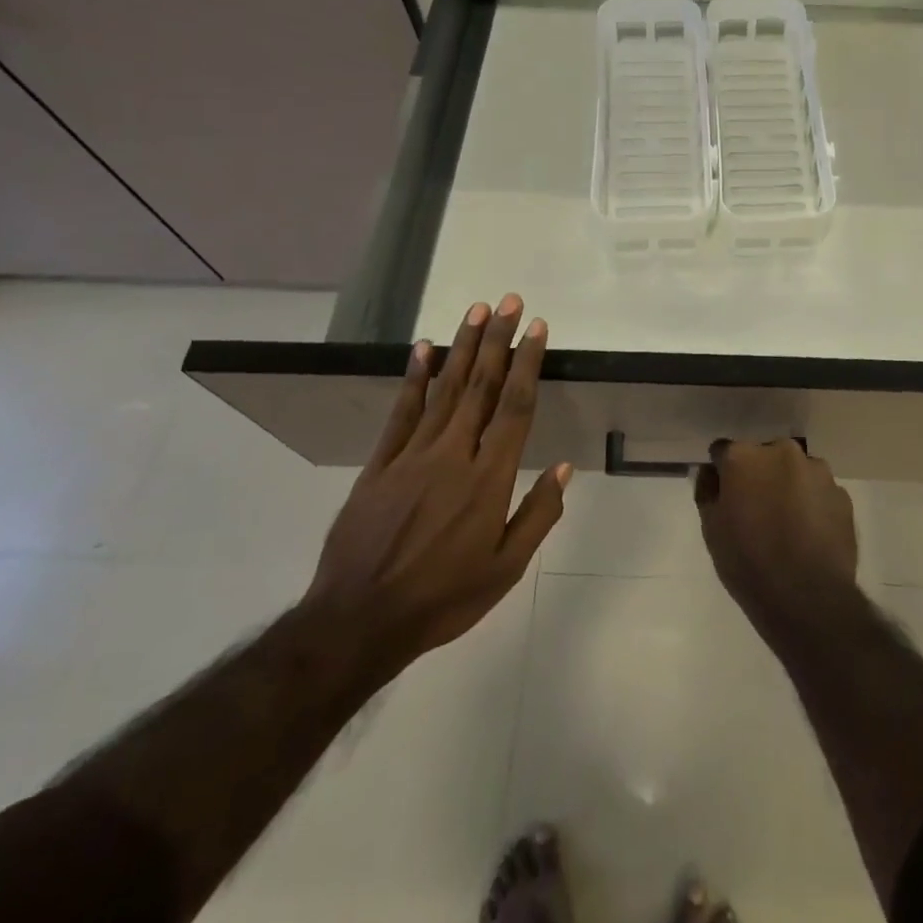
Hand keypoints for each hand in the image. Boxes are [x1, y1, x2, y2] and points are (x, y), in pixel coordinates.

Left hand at [303, 294, 569, 679]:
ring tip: (476, 310)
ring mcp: (412, 456)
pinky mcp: (379, 465)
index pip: (514, 407)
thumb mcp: (505, 569)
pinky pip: (401, 413)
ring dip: (462, 347)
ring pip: (444, 390)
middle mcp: (453, 455)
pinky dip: (414, 378)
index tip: (537, 328)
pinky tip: (424, 349)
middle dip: (497, 340)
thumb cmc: (443, 598)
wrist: (359, 622)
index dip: (527, 363)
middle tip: (509, 301)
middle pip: (480, 386)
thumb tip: (563, 467)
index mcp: (488, 479)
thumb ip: (538, 514)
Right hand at [695, 438, 857, 633]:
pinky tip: (810, 535)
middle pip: (765, 456)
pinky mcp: (842, 494)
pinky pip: (819, 492)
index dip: (723, 472)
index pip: (724, 451)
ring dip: (789, 487)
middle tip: (757, 509)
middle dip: (760, 475)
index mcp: (744, 456)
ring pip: (796, 471)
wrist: (807, 596)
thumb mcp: (711, 529)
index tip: (725, 493)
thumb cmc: (748, 561)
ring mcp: (817, 471)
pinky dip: (813, 505)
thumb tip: (711, 474)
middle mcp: (782, 452)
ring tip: (788, 525)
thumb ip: (708, 491)